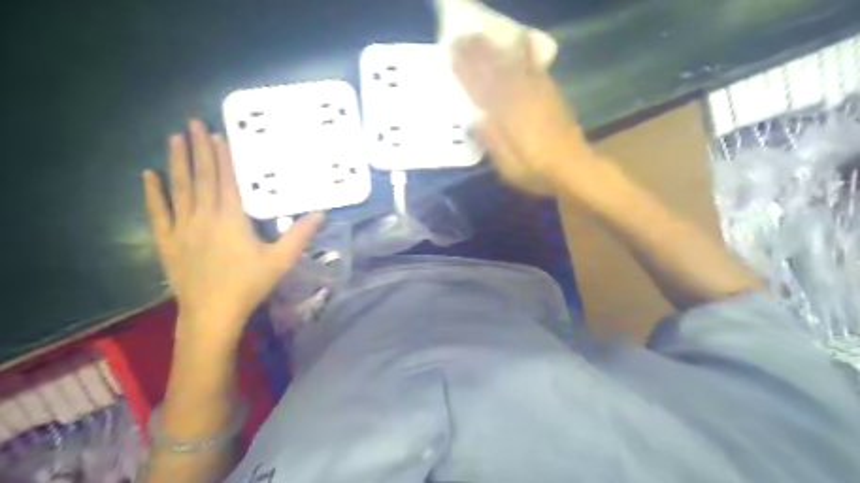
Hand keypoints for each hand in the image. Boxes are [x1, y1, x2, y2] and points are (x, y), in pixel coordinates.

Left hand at [143, 119, 326, 346]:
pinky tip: (148, 175)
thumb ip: (300, 234)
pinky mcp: (168, 242)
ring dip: (177, 162)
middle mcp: (204, 216)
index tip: (218, 134)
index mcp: (231, 219)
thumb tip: (321, 213)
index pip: (226, 180)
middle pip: (202, 177)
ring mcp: (182, 228)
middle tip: (192, 122)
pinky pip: (157, 212)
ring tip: (174, 138)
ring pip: (179, 188)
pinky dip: (153, 193)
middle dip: (198, 149)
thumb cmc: (249, 284)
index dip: (223, 156)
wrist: (212, 313)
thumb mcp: (281, 260)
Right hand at [453, 33, 598, 194]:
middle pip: (497, 71)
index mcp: (507, 116)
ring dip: (498, 52)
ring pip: (515, 66)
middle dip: (479, 55)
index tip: (453, 60)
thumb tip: (473, 120)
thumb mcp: (506, 166)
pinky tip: (521, 47)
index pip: (481, 89)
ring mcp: (539, 94)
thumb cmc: (535, 170)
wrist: (573, 168)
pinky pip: (536, 69)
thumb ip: (490, 141)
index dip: (466, 73)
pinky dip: (526, 55)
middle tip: (463, 45)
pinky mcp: (552, 95)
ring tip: (485, 43)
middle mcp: (522, 98)